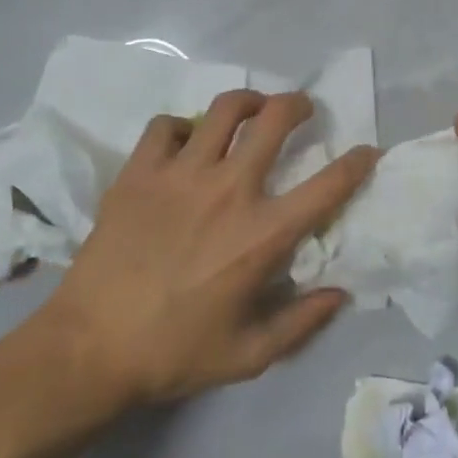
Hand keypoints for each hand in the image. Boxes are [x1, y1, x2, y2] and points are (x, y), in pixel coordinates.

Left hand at [22, 91, 374, 414]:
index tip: (368, 150)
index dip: (358, 162)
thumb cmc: (174, 353)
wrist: (89, 349)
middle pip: (275, 119)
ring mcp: (181, 174)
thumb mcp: (249, 355)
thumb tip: (340, 292)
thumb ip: (302, 322)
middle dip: (298, 105)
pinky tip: (184, 143)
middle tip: (301, 110)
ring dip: (247, 102)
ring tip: (251, 109)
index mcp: (263, 234)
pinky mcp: (140, 172)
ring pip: (225, 109)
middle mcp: (229, 190)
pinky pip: (166, 126)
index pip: (328, 185)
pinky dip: (181, 128)